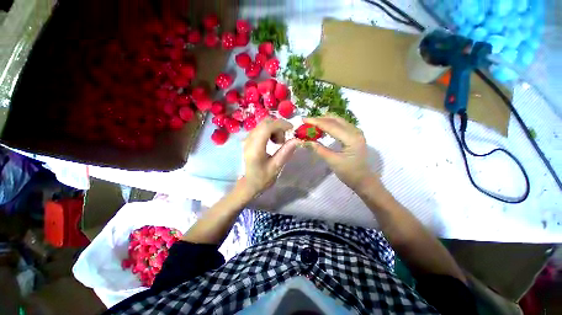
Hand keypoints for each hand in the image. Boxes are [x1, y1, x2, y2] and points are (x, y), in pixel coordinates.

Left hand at [242, 118, 299, 197]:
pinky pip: (260, 129)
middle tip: (284, 140)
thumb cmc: (261, 179)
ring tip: (278, 142)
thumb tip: (297, 140)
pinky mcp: (248, 140)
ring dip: (274, 129)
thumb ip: (285, 152)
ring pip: (263, 124)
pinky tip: (272, 142)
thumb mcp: (275, 167)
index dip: (281, 124)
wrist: (247, 184)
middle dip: (278, 126)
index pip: (267, 127)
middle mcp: (249, 140)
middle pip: (265, 123)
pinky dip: (269, 131)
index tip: (292, 129)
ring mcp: (247, 139)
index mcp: (255, 147)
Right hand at [303, 115, 377, 190]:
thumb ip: (319, 149)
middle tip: (307, 121)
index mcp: (351, 138)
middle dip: (320, 119)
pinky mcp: (354, 134)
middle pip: (335, 120)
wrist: (362, 179)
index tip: (304, 119)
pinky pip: (341, 125)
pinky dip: (330, 124)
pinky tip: (322, 128)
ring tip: (312, 124)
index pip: (331, 126)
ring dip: (325, 120)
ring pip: (338, 120)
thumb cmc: (348, 172)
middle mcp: (355, 131)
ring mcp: (356, 132)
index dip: (316, 122)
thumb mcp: (332, 161)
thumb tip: (306, 141)